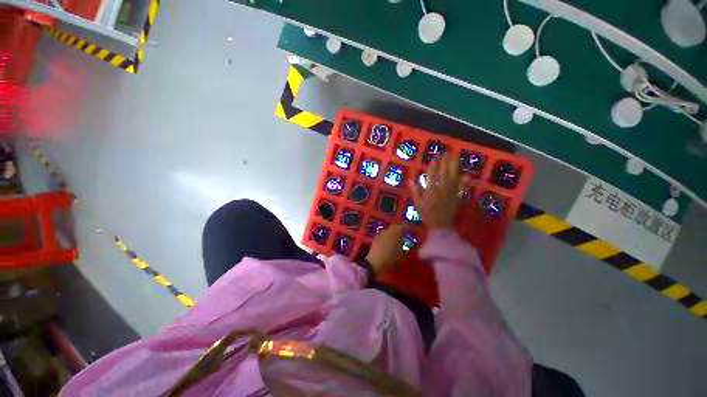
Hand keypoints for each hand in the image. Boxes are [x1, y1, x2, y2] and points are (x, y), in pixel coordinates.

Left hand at [366, 224, 407, 273]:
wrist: (375, 261)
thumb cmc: (391, 257)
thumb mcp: (402, 254)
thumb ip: (406, 246)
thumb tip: (409, 244)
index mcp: (396, 231)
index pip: (405, 225)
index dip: (410, 227)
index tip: (415, 231)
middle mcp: (389, 229)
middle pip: (397, 226)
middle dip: (403, 229)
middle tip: (408, 233)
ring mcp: (381, 232)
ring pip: (391, 229)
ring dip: (396, 232)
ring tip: (400, 238)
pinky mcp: (377, 237)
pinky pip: (386, 234)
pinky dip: (390, 236)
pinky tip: (392, 241)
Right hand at [411, 154, 469, 229]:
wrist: (440, 226)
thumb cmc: (427, 214)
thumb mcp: (417, 204)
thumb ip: (415, 191)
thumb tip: (411, 180)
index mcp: (430, 191)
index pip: (432, 176)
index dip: (433, 166)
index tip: (434, 158)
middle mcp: (441, 190)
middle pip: (444, 173)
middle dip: (445, 162)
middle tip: (446, 153)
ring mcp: (451, 193)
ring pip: (453, 177)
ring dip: (454, 167)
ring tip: (454, 157)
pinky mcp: (457, 197)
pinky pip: (461, 187)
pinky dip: (464, 181)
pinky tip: (467, 174)